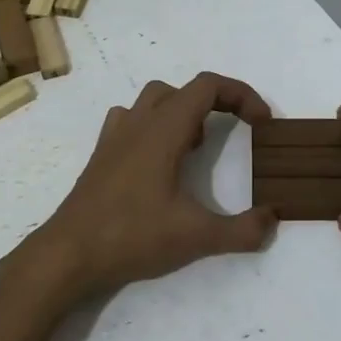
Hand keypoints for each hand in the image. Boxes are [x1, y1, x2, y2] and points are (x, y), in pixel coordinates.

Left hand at [13, 73, 277, 311]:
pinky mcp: (101, 155)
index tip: (261, 122)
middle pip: (183, 89)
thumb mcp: (196, 237)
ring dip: (182, 111)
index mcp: (164, 129)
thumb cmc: (132, 236)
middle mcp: (138, 123)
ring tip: (195, 146)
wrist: (68, 254)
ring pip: (153, 100)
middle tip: (234, 132)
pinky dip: (153, 126)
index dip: (241, 95)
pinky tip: (159, 161)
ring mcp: (115, 137)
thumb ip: (242, 230)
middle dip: (216, 102)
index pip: (208, 86)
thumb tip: (272, 219)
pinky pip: (130, 121)